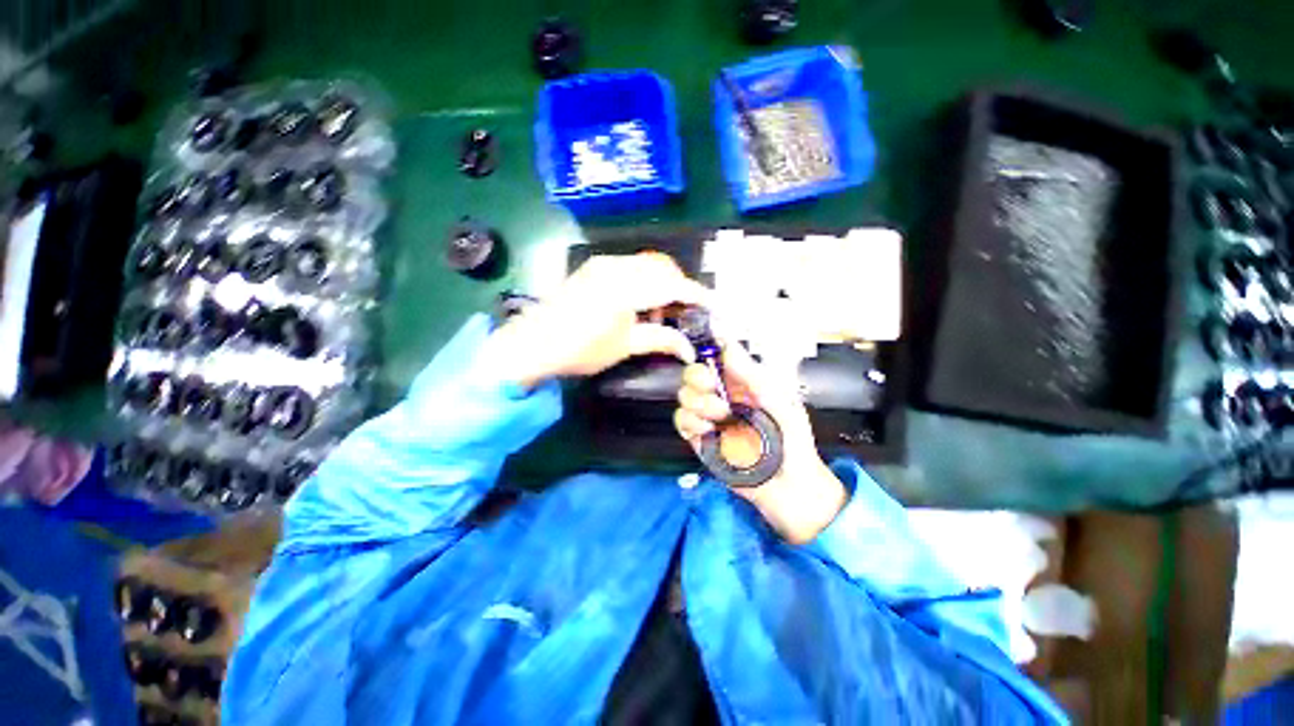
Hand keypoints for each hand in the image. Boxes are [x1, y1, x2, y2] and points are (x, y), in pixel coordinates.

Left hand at [482, 254, 709, 388]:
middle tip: (684, 315)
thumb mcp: (625, 346)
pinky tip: (638, 306)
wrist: (533, 344)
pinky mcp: (594, 268)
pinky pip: (631, 267)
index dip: (697, 295)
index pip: (673, 285)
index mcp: (626, 286)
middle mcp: (617, 266)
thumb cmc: (581, 349)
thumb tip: (690, 349)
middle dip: (680, 287)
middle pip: (663, 266)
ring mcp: (603, 263)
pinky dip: (644, 283)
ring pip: (647, 265)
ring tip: (658, 317)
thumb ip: (662, 340)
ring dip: (661, 285)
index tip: (715, 307)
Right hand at [674, 343, 847, 543]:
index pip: (717, 355)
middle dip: (698, 378)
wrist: (789, 486)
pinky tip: (709, 430)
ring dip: (699, 403)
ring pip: (684, 395)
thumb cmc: (793, 441)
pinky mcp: (700, 437)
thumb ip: (753, 375)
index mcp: (743, 381)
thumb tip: (728, 346)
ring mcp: (710, 416)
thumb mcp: (780, 401)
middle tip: (713, 389)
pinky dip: (691, 422)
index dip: (707, 349)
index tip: (707, 354)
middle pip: (693, 372)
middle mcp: (723, 395)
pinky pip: (681, 420)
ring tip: (722, 417)